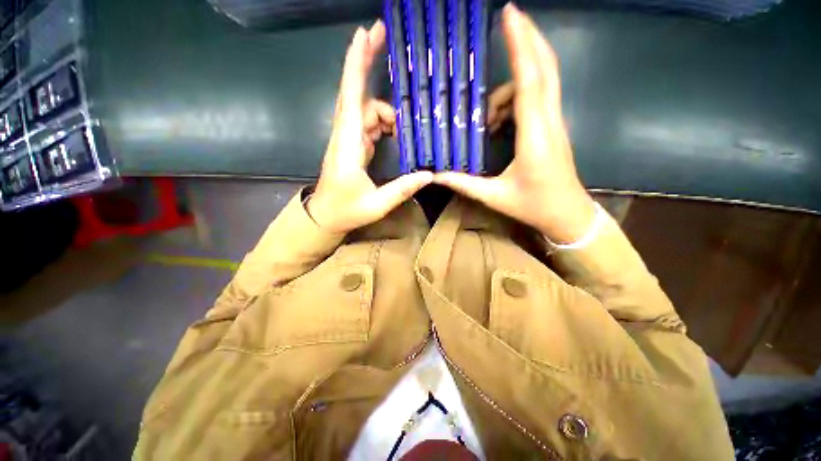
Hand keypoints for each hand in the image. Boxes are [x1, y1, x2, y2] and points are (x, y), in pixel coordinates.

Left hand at [308, 22, 432, 232]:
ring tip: (404, 125)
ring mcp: (348, 139)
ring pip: (366, 110)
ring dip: (386, 111)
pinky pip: (368, 124)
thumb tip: (428, 174)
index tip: (364, 36)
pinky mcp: (353, 145)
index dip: (356, 66)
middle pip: (354, 93)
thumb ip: (402, 189)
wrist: (325, 216)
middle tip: (382, 36)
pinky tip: (395, 133)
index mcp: (349, 147)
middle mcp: (346, 136)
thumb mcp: (377, 205)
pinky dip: (383, 123)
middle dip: (365, 62)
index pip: (352, 101)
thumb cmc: (346, 211)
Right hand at [433, 4, 594, 243]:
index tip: (510, 14)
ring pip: (541, 82)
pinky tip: (498, 121)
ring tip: (486, 114)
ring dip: (513, 81)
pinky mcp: (554, 127)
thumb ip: (464, 184)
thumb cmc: (534, 206)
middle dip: (527, 37)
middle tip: (507, 18)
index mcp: (535, 136)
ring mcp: (555, 122)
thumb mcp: (494, 196)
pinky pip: (538, 98)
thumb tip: (436, 175)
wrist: (568, 215)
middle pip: (545, 67)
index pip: (530, 80)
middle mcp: (549, 121)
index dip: (521, 44)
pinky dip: (517, 97)